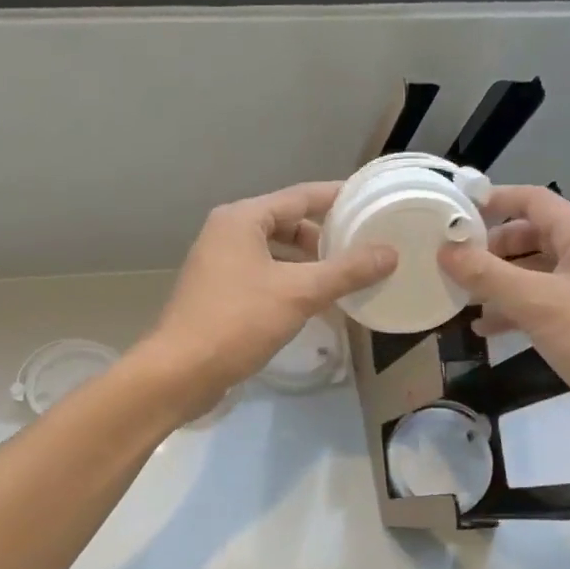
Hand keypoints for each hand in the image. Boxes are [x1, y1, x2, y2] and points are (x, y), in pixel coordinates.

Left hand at [139, 182, 395, 414]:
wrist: (179, 372)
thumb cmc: (237, 322)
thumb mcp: (299, 293)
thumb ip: (346, 271)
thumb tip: (390, 253)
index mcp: (242, 219)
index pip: (300, 196)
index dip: (338, 198)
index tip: (371, 201)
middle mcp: (227, 233)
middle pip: (286, 222)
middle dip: (324, 234)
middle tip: (363, 245)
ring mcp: (219, 263)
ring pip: (275, 251)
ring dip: (308, 261)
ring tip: (345, 275)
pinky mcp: (218, 292)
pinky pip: (264, 274)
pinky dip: (290, 281)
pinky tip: (314, 301)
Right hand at [438, 186, 569, 449]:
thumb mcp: (537, 304)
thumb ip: (488, 276)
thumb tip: (445, 250)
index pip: (535, 200)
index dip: (495, 199)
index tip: (455, 211)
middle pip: (531, 236)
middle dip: (491, 247)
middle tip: (454, 262)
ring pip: (533, 273)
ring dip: (498, 282)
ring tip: (462, 297)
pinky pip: (541, 304)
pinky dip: (513, 310)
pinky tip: (486, 329)